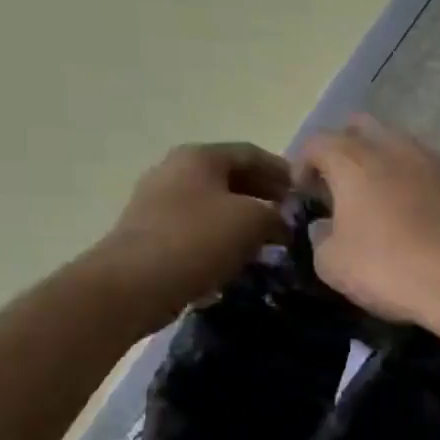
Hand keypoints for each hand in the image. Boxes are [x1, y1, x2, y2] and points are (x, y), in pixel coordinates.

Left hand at [89, 143, 290, 328]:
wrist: (132, 286)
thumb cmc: (197, 240)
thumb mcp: (254, 220)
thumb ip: (277, 214)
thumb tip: (282, 222)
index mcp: (200, 156)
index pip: (253, 153)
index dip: (284, 172)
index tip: (308, 195)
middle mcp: (175, 171)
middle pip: (232, 178)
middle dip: (265, 197)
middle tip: (291, 220)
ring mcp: (159, 203)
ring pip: (216, 206)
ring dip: (245, 221)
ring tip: (271, 244)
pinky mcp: (151, 234)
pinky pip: (198, 230)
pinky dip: (223, 240)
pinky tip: (239, 261)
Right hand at [295, 117, 439, 332]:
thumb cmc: (392, 269)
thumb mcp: (333, 265)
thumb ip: (320, 237)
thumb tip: (325, 225)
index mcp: (355, 161)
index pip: (317, 141)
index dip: (302, 163)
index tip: (303, 192)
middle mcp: (394, 148)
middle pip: (361, 127)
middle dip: (343, 147)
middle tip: (338, 184)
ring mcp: (433, 160)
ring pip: (398, 141)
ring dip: (381, 159)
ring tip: (377, 195)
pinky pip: (426, 164)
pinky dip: (412, 176)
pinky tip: (413, 207)